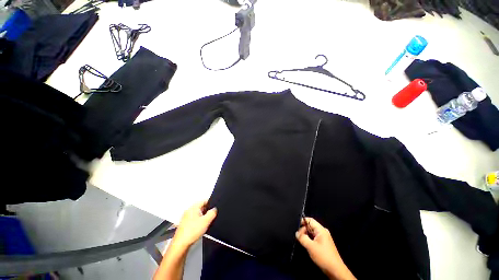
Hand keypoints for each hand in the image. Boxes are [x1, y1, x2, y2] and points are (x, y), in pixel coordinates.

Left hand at [172, 201, 216, 247]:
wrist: (181, 244)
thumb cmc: (191, 232)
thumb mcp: (206, 221)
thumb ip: (212, 213)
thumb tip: (214, 209)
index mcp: (193, 207)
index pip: (204, 200)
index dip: (211, 204)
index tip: (214, 209)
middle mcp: (189, 211)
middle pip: (201, 207)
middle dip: (206, 212)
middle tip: (209, 218)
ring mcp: (186, 217)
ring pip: (198, 214)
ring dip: (202, 218)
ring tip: (204, 225)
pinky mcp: (185, 224)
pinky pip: (194, 220)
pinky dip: (198, 223)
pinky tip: (199, 229)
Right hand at [296, 217, 355, 279]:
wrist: (335, 270)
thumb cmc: (323, 256)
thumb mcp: (310, 246)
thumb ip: (302, 238)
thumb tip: (297, 233)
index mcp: (321, 230)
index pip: (310, 220)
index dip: (302, 221)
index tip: (296, 227)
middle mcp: (323, 232)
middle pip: (310, 226)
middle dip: (303, 230)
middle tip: (298, 237)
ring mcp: (324, 238)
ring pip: (312, 233)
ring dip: (306, 236)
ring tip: (301, 241)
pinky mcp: (324, 244)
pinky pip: (314, 238)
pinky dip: (309, 240)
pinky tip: (306, 245)